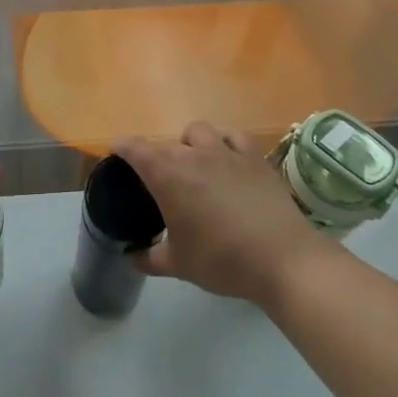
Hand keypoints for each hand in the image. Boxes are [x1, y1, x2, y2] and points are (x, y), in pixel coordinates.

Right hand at [115, 121, 332, 306]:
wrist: (281, 258)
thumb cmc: (221, 260)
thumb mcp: (178, 264)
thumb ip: (149, 257)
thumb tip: (131, 257)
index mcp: (167, 175)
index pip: (135, 149)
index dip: (122, 148)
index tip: (116, 152)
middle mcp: (193, 154)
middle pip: (166, 143)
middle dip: (157, 156)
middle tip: (159, 180)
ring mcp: (227, 152)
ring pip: (199, 131)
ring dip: (190, 144)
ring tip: (195, 165)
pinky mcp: (255, 157)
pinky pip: (233, 137)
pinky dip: (225, 143)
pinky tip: (228, 161)